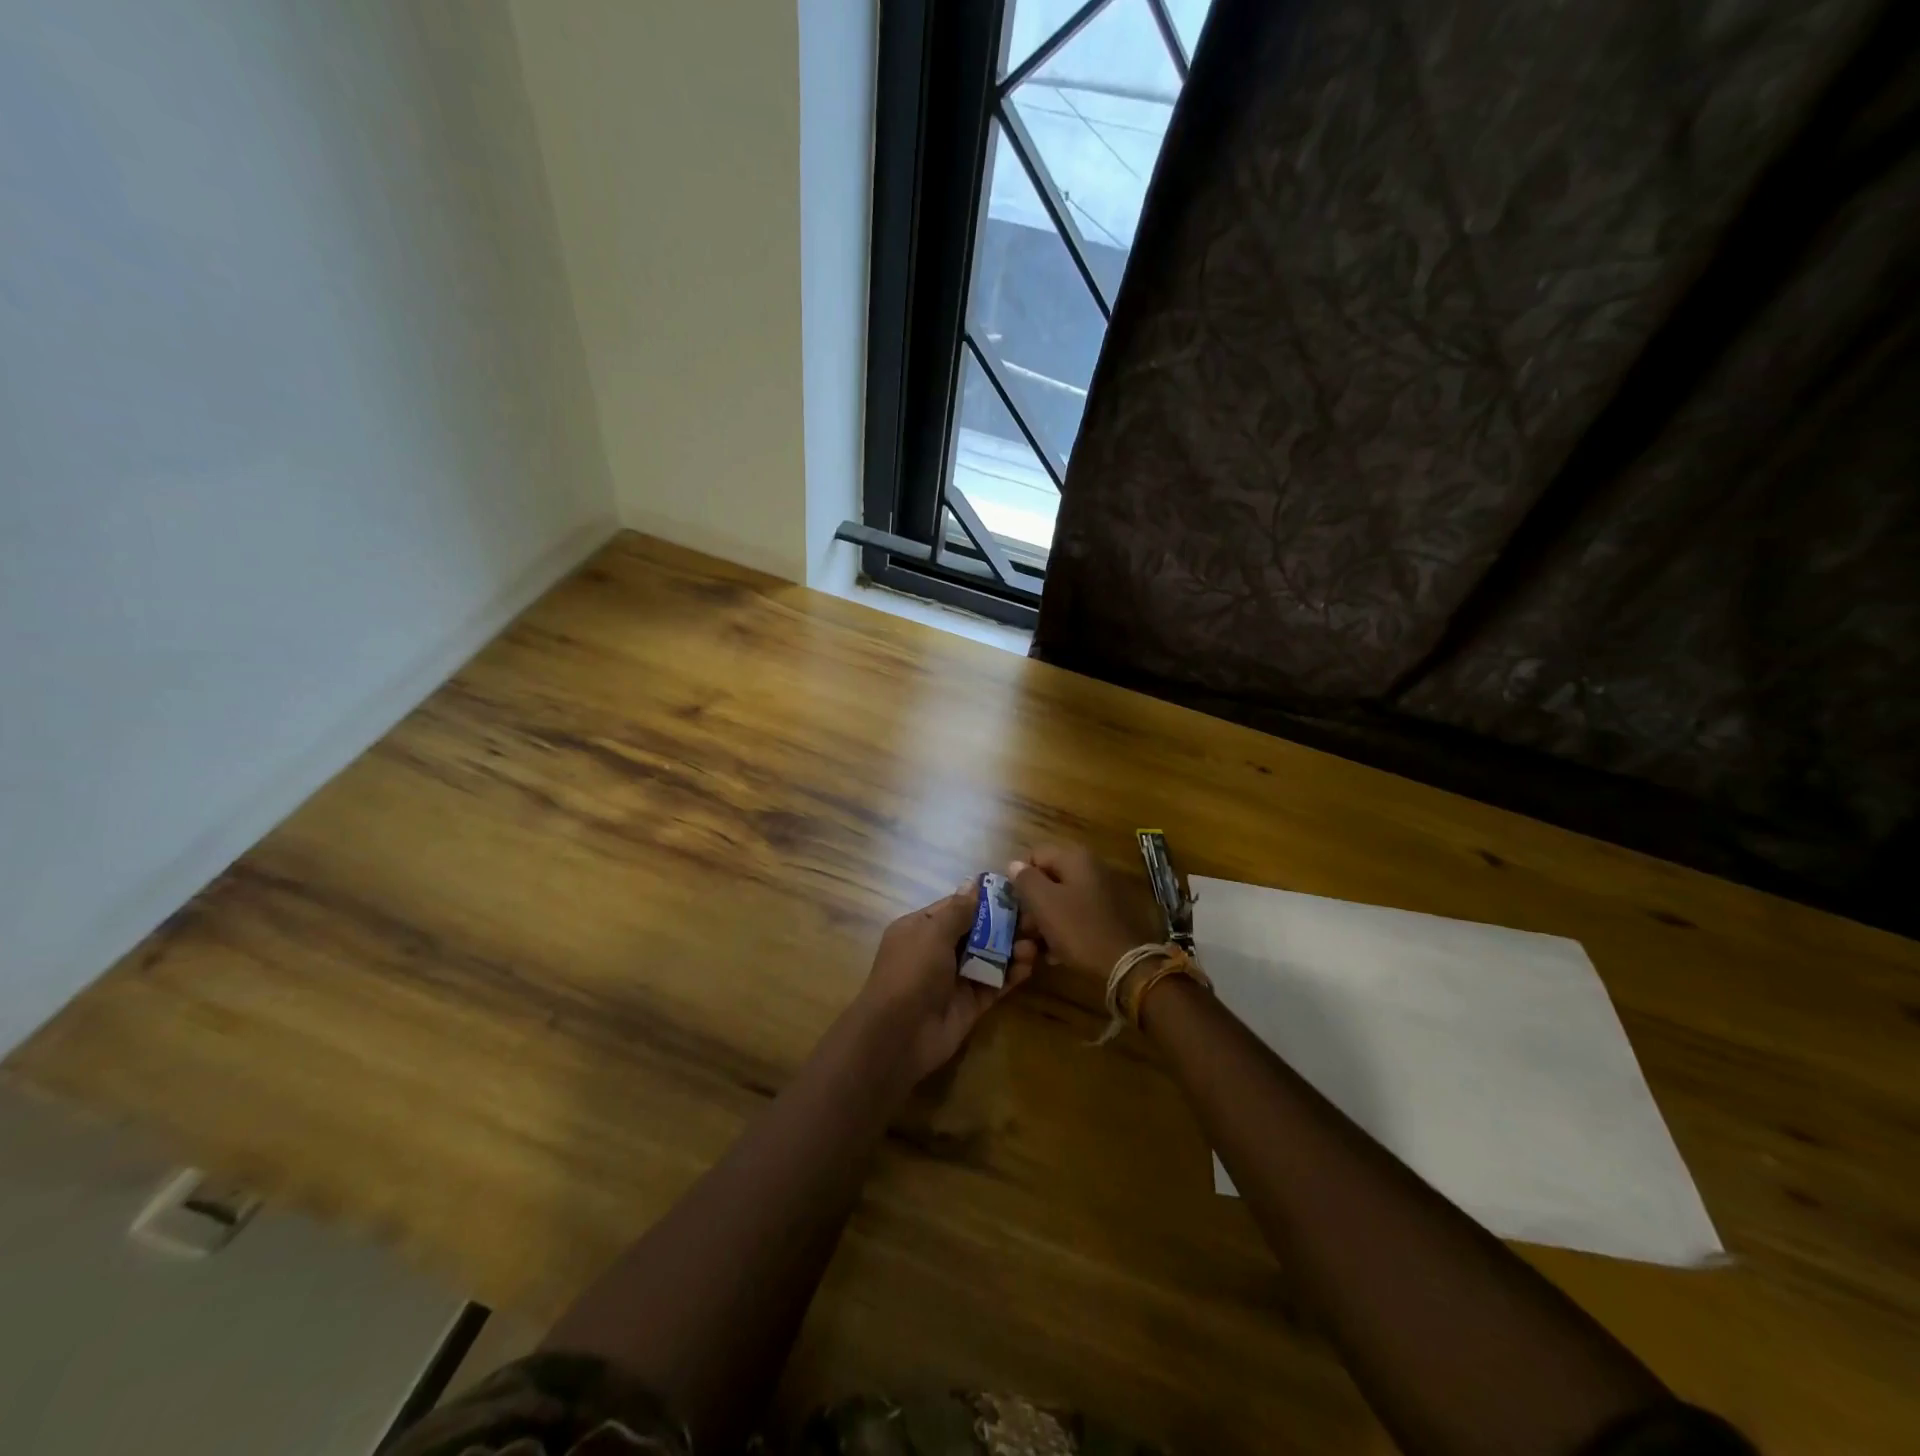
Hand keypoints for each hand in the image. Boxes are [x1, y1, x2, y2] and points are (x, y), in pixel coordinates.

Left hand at [855, 879, 1031, 1083]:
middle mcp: (938, 951)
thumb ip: (959, 910)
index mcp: (921, 928)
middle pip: (978, 931)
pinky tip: (1029, 966)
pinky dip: (1012, 974)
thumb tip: (974, 882)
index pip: (957, 907)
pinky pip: (995, 984)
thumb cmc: (911, 973)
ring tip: (1034, 944)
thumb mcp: (932, 933)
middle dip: (1005, 924)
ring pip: (990, 957)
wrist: (898, 1036)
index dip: (984, 899)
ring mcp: (955, 979)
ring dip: (1012, 949)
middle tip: (1035, 919)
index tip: (1016, 891)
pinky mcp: (971, 1004)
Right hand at [1007, 842, 1165, 978]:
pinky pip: (1077, 914)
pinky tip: (1056, 952)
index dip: (1019, 879)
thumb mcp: (1044, 903)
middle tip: (1024, 929)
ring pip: (1062, 898)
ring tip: (1037, 945)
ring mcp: (1103, 890)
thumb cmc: (1079, 928)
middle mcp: (1091, 867)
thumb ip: (1025, 879)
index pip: (1034, 855)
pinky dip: (1064, 928)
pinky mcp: (1109, 913)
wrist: (1125, 963)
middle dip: (1033, 902)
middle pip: (1049, 878)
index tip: (1014, 905)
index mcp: (1075, 857)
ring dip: (1046, 919)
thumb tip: (1015, 865)